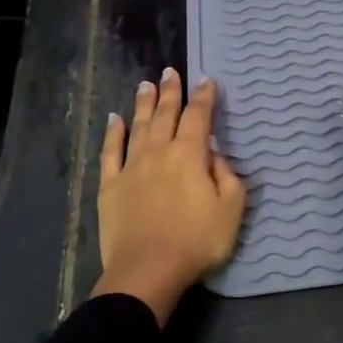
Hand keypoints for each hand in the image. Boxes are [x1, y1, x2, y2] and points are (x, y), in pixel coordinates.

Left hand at [92, 69, 245, 325]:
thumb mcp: (232, 209)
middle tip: (171, 72)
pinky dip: (113, 133)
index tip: (207, 80)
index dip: (204, 97)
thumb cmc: (198, 241)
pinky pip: (110, 152)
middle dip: (171, 92)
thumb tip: (214, 154)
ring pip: (138, 126)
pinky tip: (114, 119)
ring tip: (146, 84)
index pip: (199, 117)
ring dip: (143, 104)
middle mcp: (160, 152)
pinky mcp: (110, 185)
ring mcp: (131, 167)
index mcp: (191, 155)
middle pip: (165, 114)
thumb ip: (227, 176)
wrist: (148, 270)